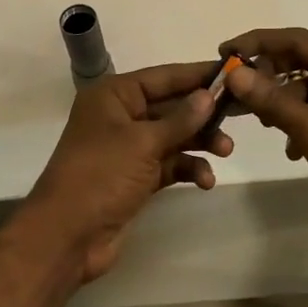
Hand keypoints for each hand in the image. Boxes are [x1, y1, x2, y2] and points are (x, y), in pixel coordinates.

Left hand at [23, 62, 233, 283]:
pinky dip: (188, 168)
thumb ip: (181, 119)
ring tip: (225, 151)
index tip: (234, 70)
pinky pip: (170, 163)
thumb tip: (209, 95)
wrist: (67, 236)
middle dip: (203, 113)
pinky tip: (205, 180)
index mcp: (114, 95)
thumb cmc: (101, 175)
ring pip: (174, 136)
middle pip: (172, 106)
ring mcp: (128, 148)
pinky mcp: (136, 177)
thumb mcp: (143, 142)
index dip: (198, 74)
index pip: (164, 76)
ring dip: (200, 142)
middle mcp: (121, 116)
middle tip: (240, 114)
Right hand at [216, 28, 307, 243]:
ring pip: (305, 88)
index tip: (226, 51)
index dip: (259, 42)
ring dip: (280, 101)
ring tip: (259, 121)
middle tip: (235, 89)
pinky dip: (296, 122)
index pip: (297, 40)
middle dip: (267, 74)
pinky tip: (290, 149)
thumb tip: (234, 74)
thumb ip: (272, 101)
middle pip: (300, 61)